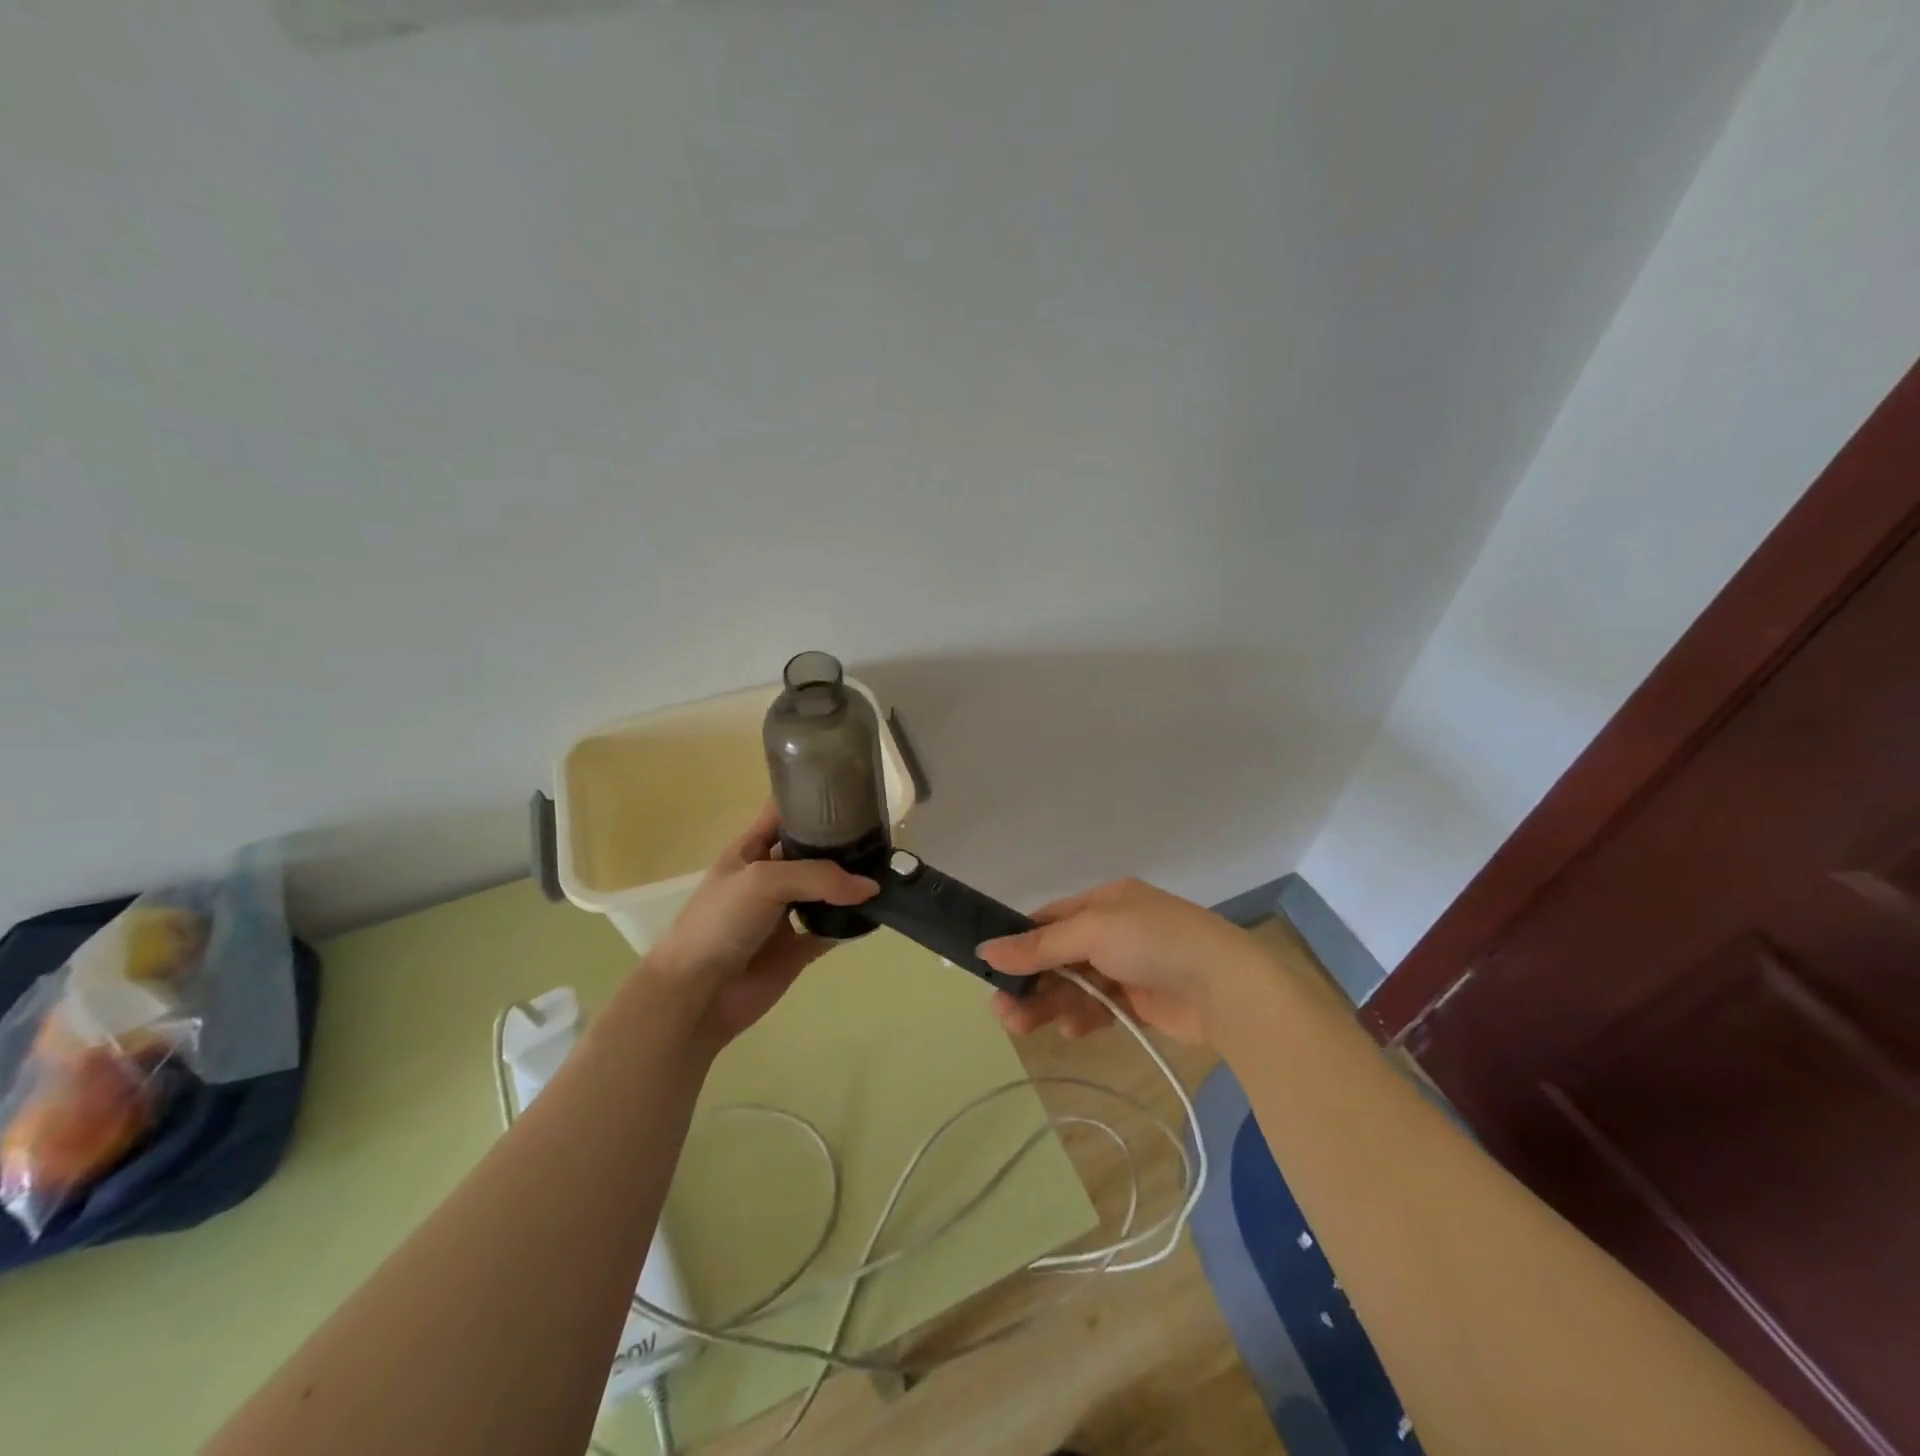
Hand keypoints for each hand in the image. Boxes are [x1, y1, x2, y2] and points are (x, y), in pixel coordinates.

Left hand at [641, 803, 876, 1052]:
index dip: (813, 798)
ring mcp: (785, 913)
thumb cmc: (719, 922)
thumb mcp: (764, 881)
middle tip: (885, 834)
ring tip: (890, 870)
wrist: (696, 994)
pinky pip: (832, 929)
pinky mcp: (798, 948)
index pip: (785, 812)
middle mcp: (771, 875)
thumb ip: (819, 877)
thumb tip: (871, 887)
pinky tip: (877, 913)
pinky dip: (852, 924)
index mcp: (751, 849)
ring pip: (827, 890)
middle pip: (813, 850)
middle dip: (843, 842)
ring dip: (851, 883)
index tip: (853, 791)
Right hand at [978, 878, 1260, 1045]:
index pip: (1052, 920)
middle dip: (1031, 981)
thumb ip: (1040, 945)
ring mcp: (1130, 967)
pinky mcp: (1143, 1003)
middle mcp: (1116, 930)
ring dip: (1050, 1004)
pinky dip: (1083, 1017)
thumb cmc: (1155, 942)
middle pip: (1060, 956)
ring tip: (1022, 1027)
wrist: (1227, 988)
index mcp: (1107, 901)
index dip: (1022, 943)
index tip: (993, 968)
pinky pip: (1101, 1007)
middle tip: (1002, 1010)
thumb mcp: (1093, 932)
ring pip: (1077, 985)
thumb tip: (984, 949)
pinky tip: (1071, 1030)